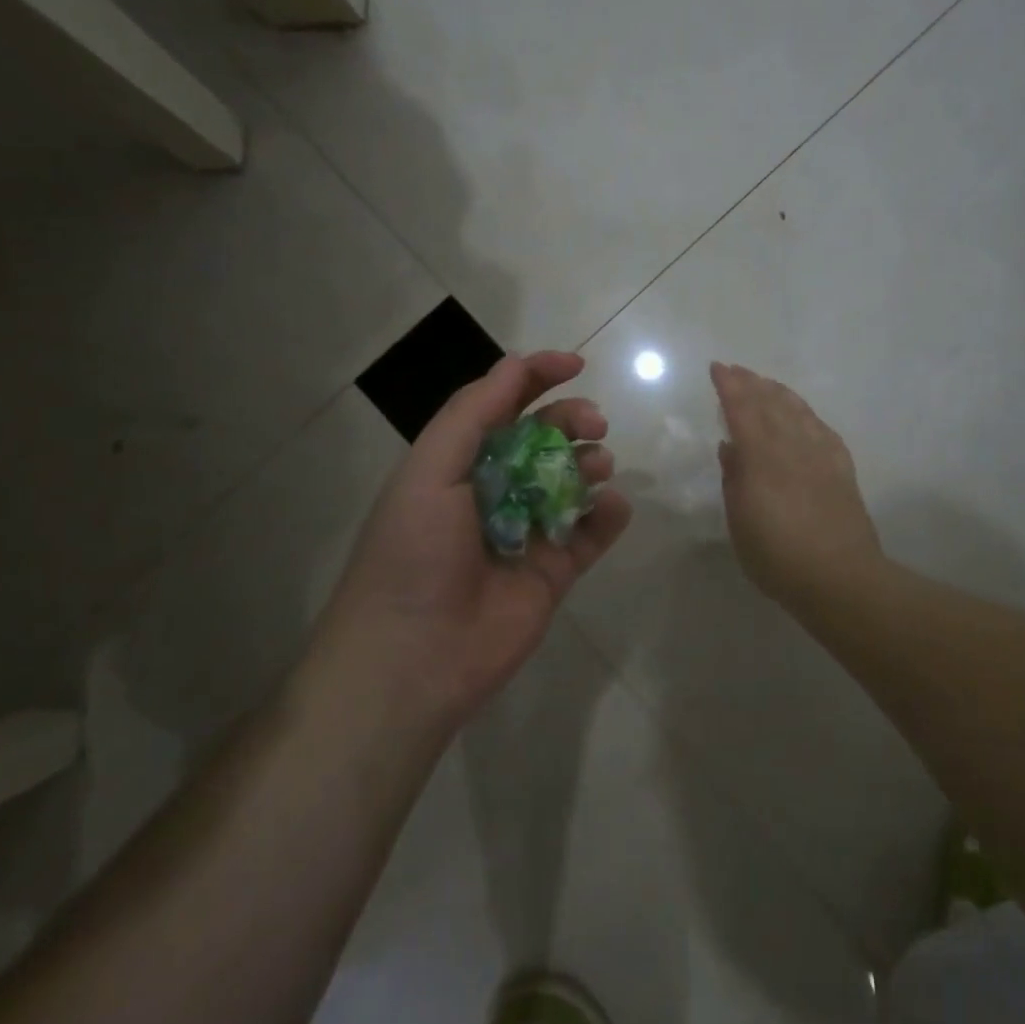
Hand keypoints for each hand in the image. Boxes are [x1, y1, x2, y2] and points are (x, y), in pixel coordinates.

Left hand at [311, 352, 631, 729]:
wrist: (414, 659)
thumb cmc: (413, 553)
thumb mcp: (430, 472)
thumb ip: (474, 415)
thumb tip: (516, 365)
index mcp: (458, 465)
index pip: (501, 407)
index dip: (536, 378)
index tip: (576, 364)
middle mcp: (494, 492)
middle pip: (543, 440)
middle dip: (570, 421)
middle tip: (594, 424)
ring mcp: (528, 533)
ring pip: (571, 482)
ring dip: (590, 463)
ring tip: (597, 466)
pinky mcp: (555, 572)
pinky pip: (591, 534)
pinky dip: (608, 514)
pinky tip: (611, 505)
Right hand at [710, 362, 882, 612]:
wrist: (839, 577)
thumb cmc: (778, 557)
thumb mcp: (740, 523)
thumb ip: (734, 480)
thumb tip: (731, 447)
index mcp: (763, 459)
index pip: (743, 411)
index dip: (729, 387)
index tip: (718, 368)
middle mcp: (793, 447)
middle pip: (771, 404)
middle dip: (752, 383)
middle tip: (737, 370)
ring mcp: (822, 456)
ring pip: (799, 411)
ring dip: (779, 393)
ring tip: (766, 384)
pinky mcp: (842, 469)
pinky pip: (823, 430)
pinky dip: (808, 416)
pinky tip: (804, 416)